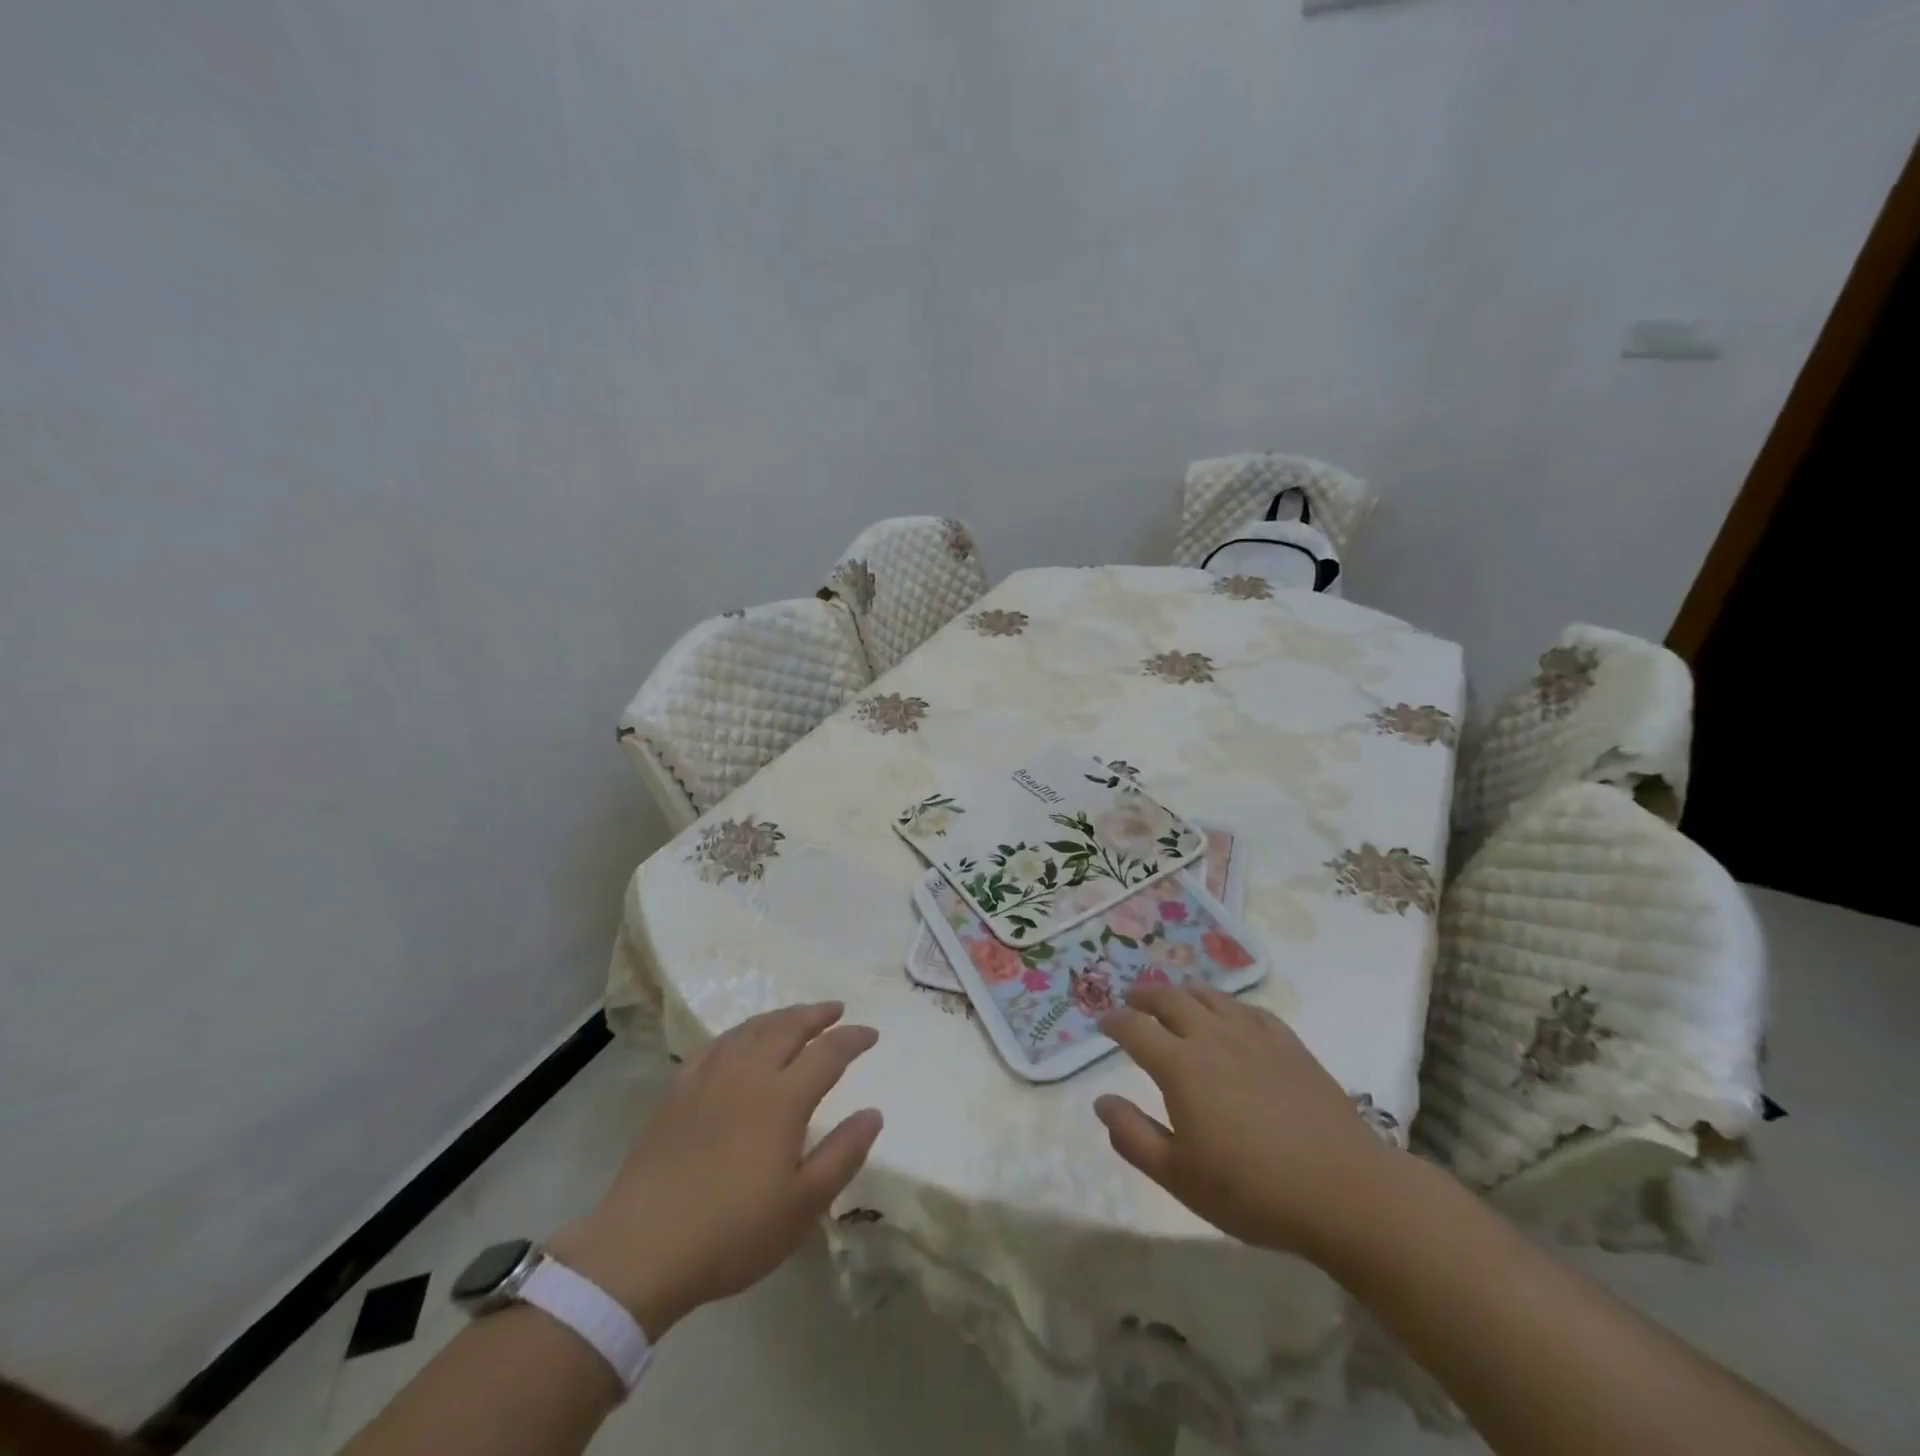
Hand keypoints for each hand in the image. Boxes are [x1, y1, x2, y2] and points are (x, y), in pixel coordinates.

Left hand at [551, 1002, 881, 1335]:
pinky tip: (739, 1040)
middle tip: (836, 1009)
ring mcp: (709, 1080)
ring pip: (750, 1030)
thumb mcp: (803, 1205)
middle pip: (787, 1028)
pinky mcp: (678, 1093)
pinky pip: (714, 1046)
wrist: (641, 1250)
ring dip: (779, 1017)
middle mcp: (749, 1075)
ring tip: (795, 1016)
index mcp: (783, 1098)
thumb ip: (843, 1154)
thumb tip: (873, 1113)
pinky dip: (737, 1033)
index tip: (871, 1034)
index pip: (828, 1053)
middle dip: (816, 1014)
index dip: (852, 1039)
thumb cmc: (732, 1232)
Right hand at [1094, 984, 1398, 1262]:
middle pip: (1170, 999)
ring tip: (1174, 999)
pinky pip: (1249, 1008)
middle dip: (1144, 996)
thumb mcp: (1179, 1177)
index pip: (1135, 1029)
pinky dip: (1227, 1005)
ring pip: (1209, 996)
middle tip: (1132, 1001)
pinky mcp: (1288, 1043)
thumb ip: (1133, 1136)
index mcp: (1180, 1066)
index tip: (1102, 1022)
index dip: (1114, 1021)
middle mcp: (1212, 1037)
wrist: (1344, 1191)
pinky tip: (1229, 1015)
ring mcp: (1254, 1035)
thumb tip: (1101, 1102)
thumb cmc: (1253, 1190)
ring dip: (1183, 992)